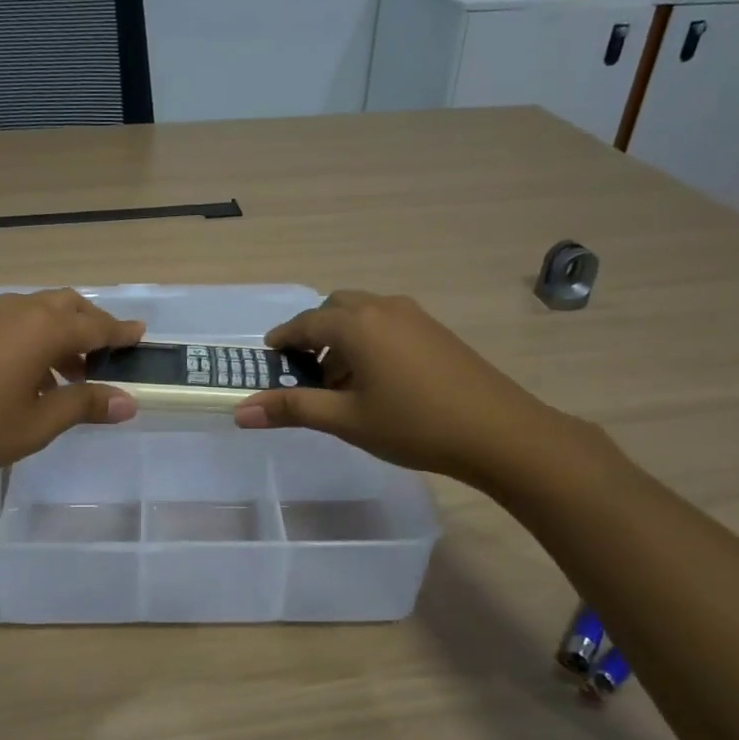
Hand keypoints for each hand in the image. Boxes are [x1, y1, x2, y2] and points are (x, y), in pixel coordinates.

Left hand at [0, 289, 144, 476]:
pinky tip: (29, 373)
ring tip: (70, 372)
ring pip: (40, 311)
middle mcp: (20, 310)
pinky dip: (36, 336)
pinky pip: (16, 320)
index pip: (97, 325)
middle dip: (93, 326)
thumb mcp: (37, 424)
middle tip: (106, 355)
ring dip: (63, 332)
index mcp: (44, 329)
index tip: (141, 335)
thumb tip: (128, 402)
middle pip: (69, 306)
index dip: (121, 333)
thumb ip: (83, 406)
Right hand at [233, 290, 586, 488]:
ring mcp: (413, 315)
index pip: (304, 324)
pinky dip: (368, 340)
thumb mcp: (346, 420)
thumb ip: (292, 409)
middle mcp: (381, 307)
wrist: (498, 432)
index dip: (282, 340)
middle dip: (313, 336)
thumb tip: (240, 411)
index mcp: (355, 324)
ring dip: (342, 338)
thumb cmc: (412, 424)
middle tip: (304, 373)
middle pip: (333, 310)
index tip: (269, 359)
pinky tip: (376, 380)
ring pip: (362, 314)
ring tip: (340, 383)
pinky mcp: (434, 329)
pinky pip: (386, 323)